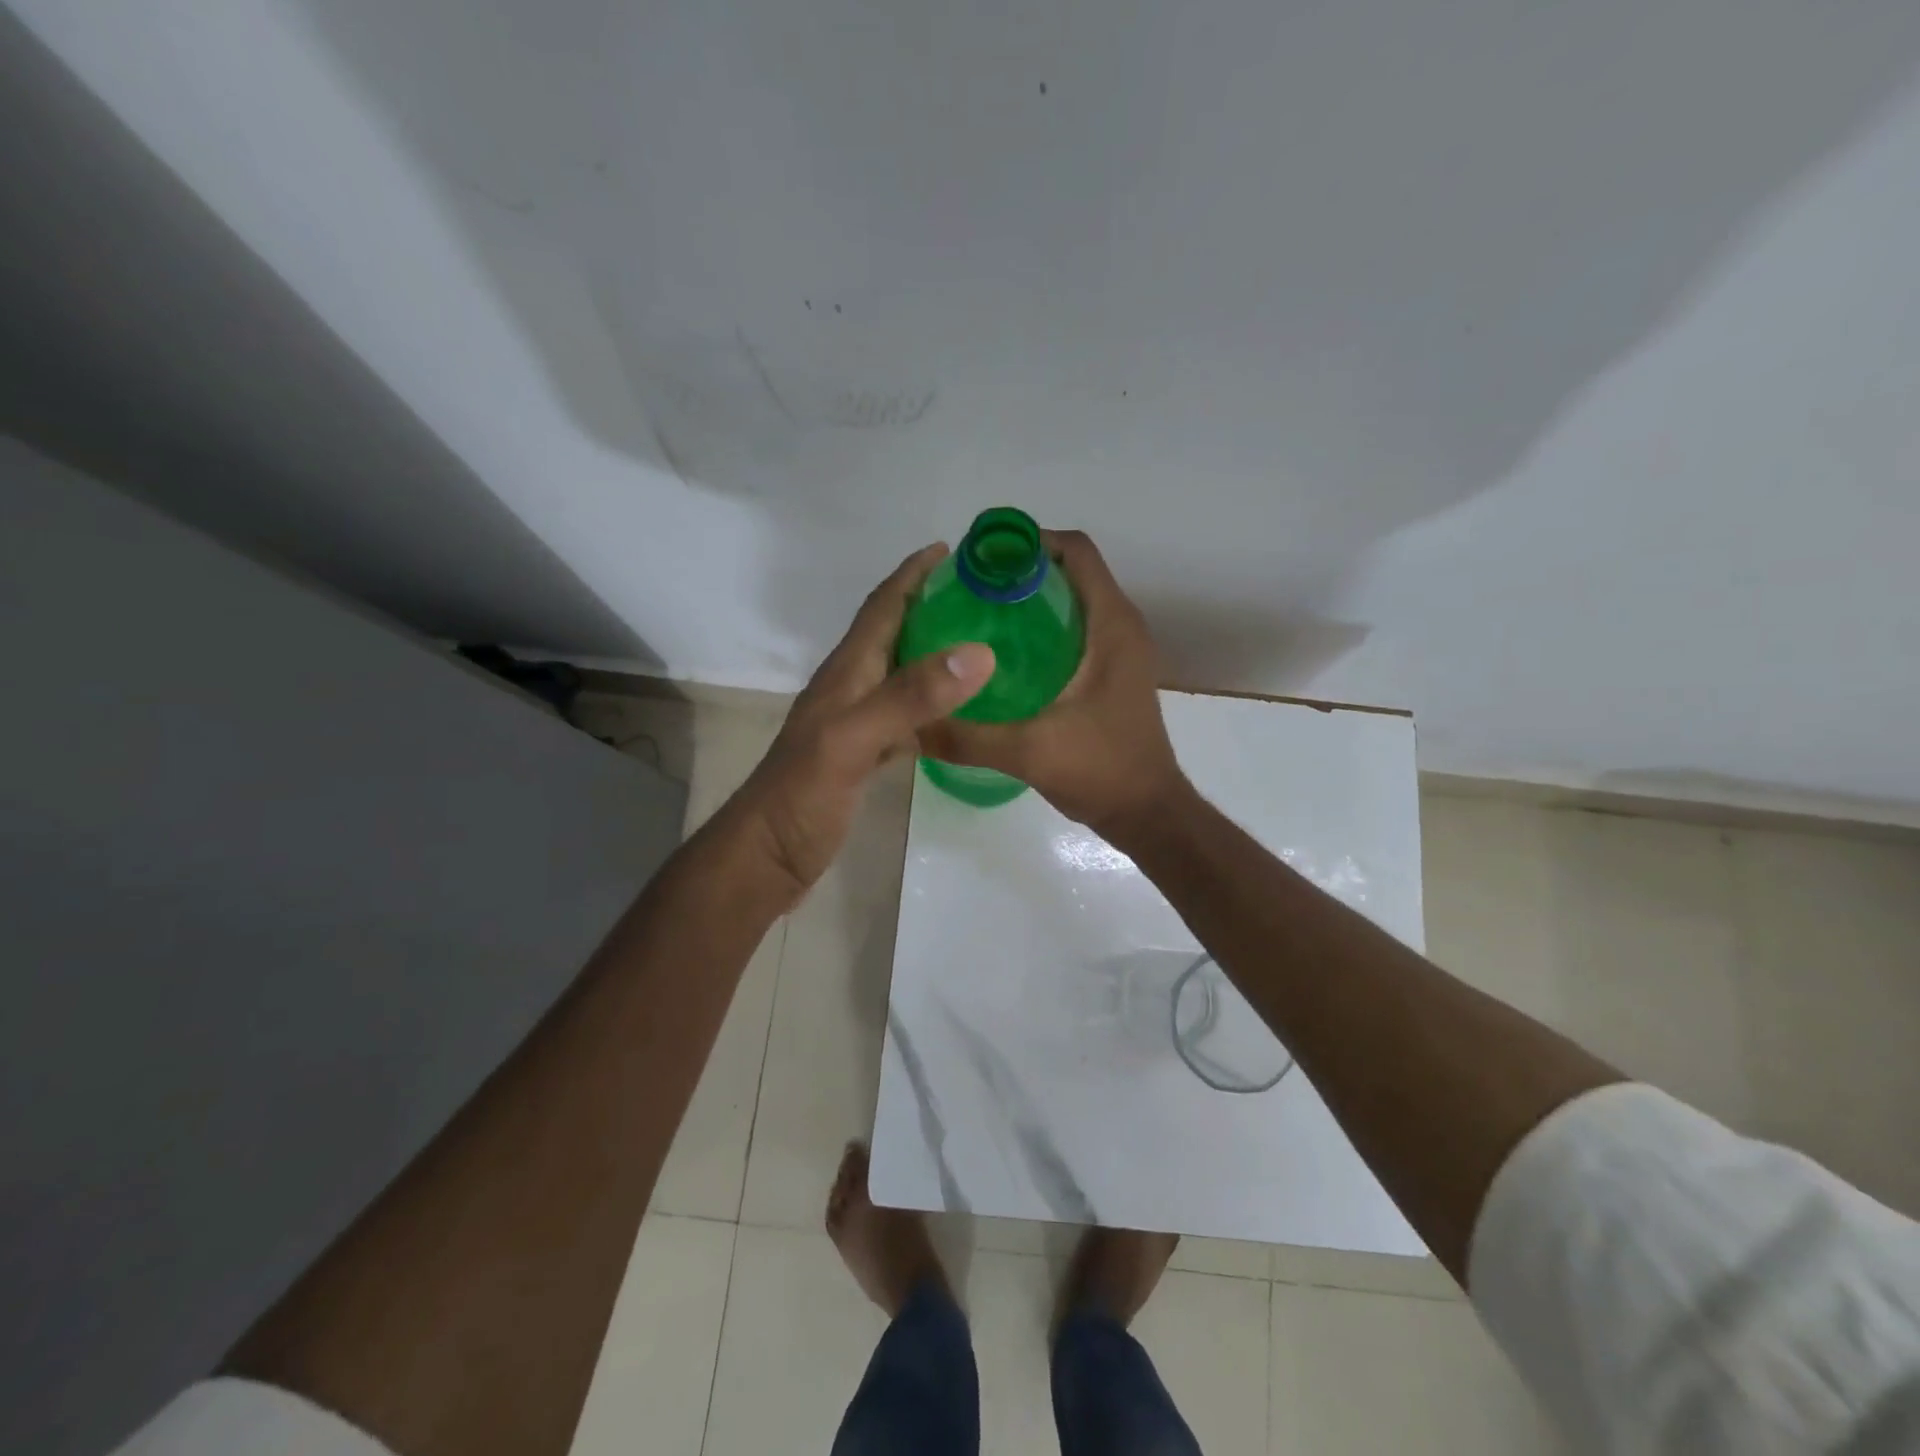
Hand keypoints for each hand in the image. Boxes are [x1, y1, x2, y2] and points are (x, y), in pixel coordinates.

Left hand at [735, 544, 994, 902]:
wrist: (766, 856)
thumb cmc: (802, 795)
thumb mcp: (853, 739)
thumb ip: (910, 696)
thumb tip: (978, 652)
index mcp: (846, 673)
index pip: (881, 608)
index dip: (912, 575)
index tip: (951, 549)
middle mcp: (850, 689)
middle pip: (891, 634)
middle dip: (929, 606)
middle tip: (980, 597)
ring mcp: (854, 724)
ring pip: (899, 674)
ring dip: (932, 653)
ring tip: (978, 646)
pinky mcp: (861, 756)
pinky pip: (904, 717)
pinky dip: (931, 706)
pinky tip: (956, 714)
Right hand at [917, 530, 1189, 842]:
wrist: (1148, 813)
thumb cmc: (1101, 770)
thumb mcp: (1027, 752)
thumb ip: (967, 737)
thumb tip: (911, 723)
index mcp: (1111, 626)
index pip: (1076, 552)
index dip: (1029, 542)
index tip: (981, 559)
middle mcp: (1121, 627)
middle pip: (1071, 571)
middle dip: (1021, 570)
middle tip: (968, 590)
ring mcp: (1120, 651)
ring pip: (1074, 601)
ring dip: (1032, 599)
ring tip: (978, 616)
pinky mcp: (1113, 673)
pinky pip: (1077, 630)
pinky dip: (1043, 628)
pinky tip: (1004, 656)